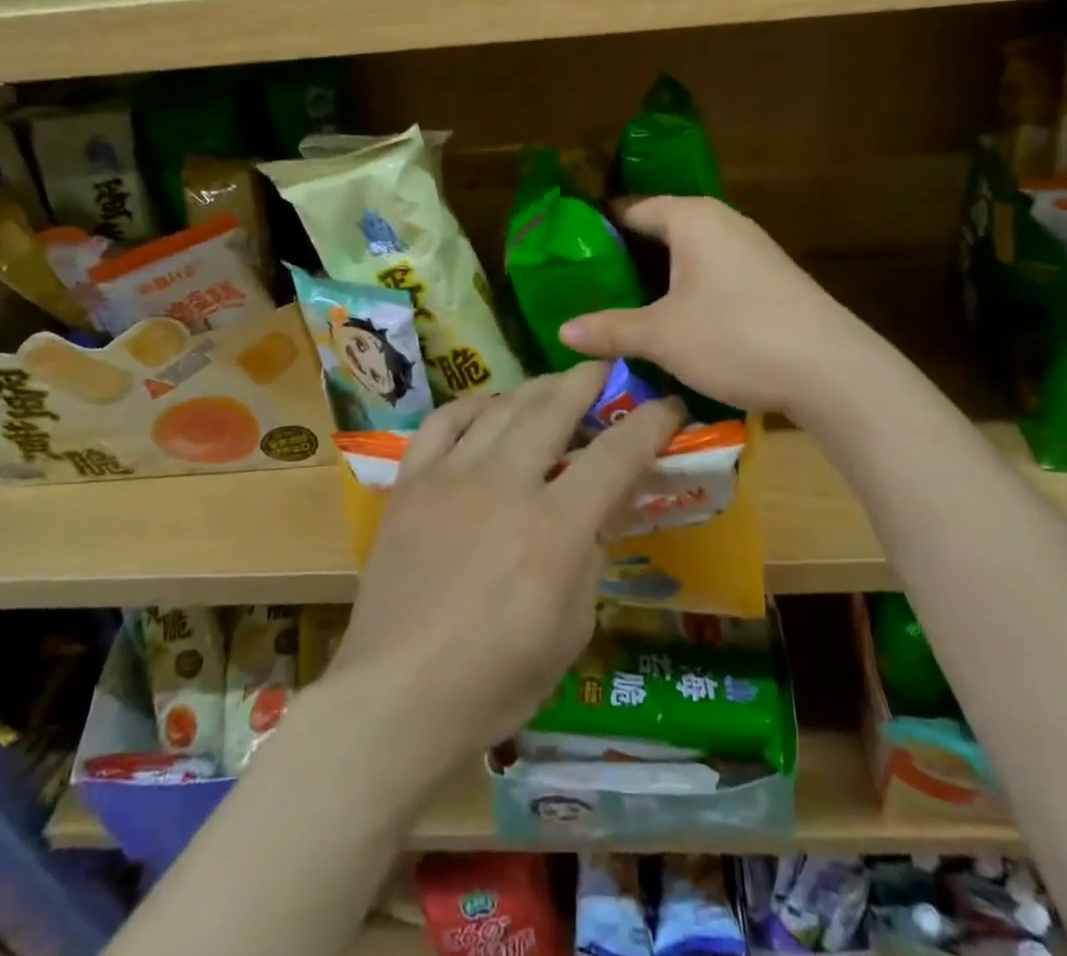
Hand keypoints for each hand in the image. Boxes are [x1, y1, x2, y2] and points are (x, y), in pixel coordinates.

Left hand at [327, 362, 685, 787]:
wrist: (397, 696)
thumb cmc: (496, 680)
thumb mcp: (571, 627)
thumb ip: (592, 555)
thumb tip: (600, 508)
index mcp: (555, 527)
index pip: (617, 454)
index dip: (652, 422)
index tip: (670, 405)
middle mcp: (505, 483)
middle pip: (554, 406)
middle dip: (588, 380)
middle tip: (606, 370)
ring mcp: (451, 476)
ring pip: (502, 406)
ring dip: (535, 388)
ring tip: (553, 387)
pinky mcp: (411, 482)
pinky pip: (444, 422)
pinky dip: (472, 407)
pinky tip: (487, 409)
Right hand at [558, 196, 859, 417]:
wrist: (832, 370)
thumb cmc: (736, 337)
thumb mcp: (663, 336)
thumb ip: (610, 329)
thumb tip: (562, 332)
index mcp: (691, 218)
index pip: (631, 208)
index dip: (597, 228)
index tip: (566, 252)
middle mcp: (722, 222)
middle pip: (659, 229)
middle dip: (624, 256)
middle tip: (585, 284)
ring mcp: (750, 249)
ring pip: (687, 254)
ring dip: (656, 276)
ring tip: (619, 304)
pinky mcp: (768, 278)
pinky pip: (711, 272)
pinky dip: (685, 289)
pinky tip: (671, 319)